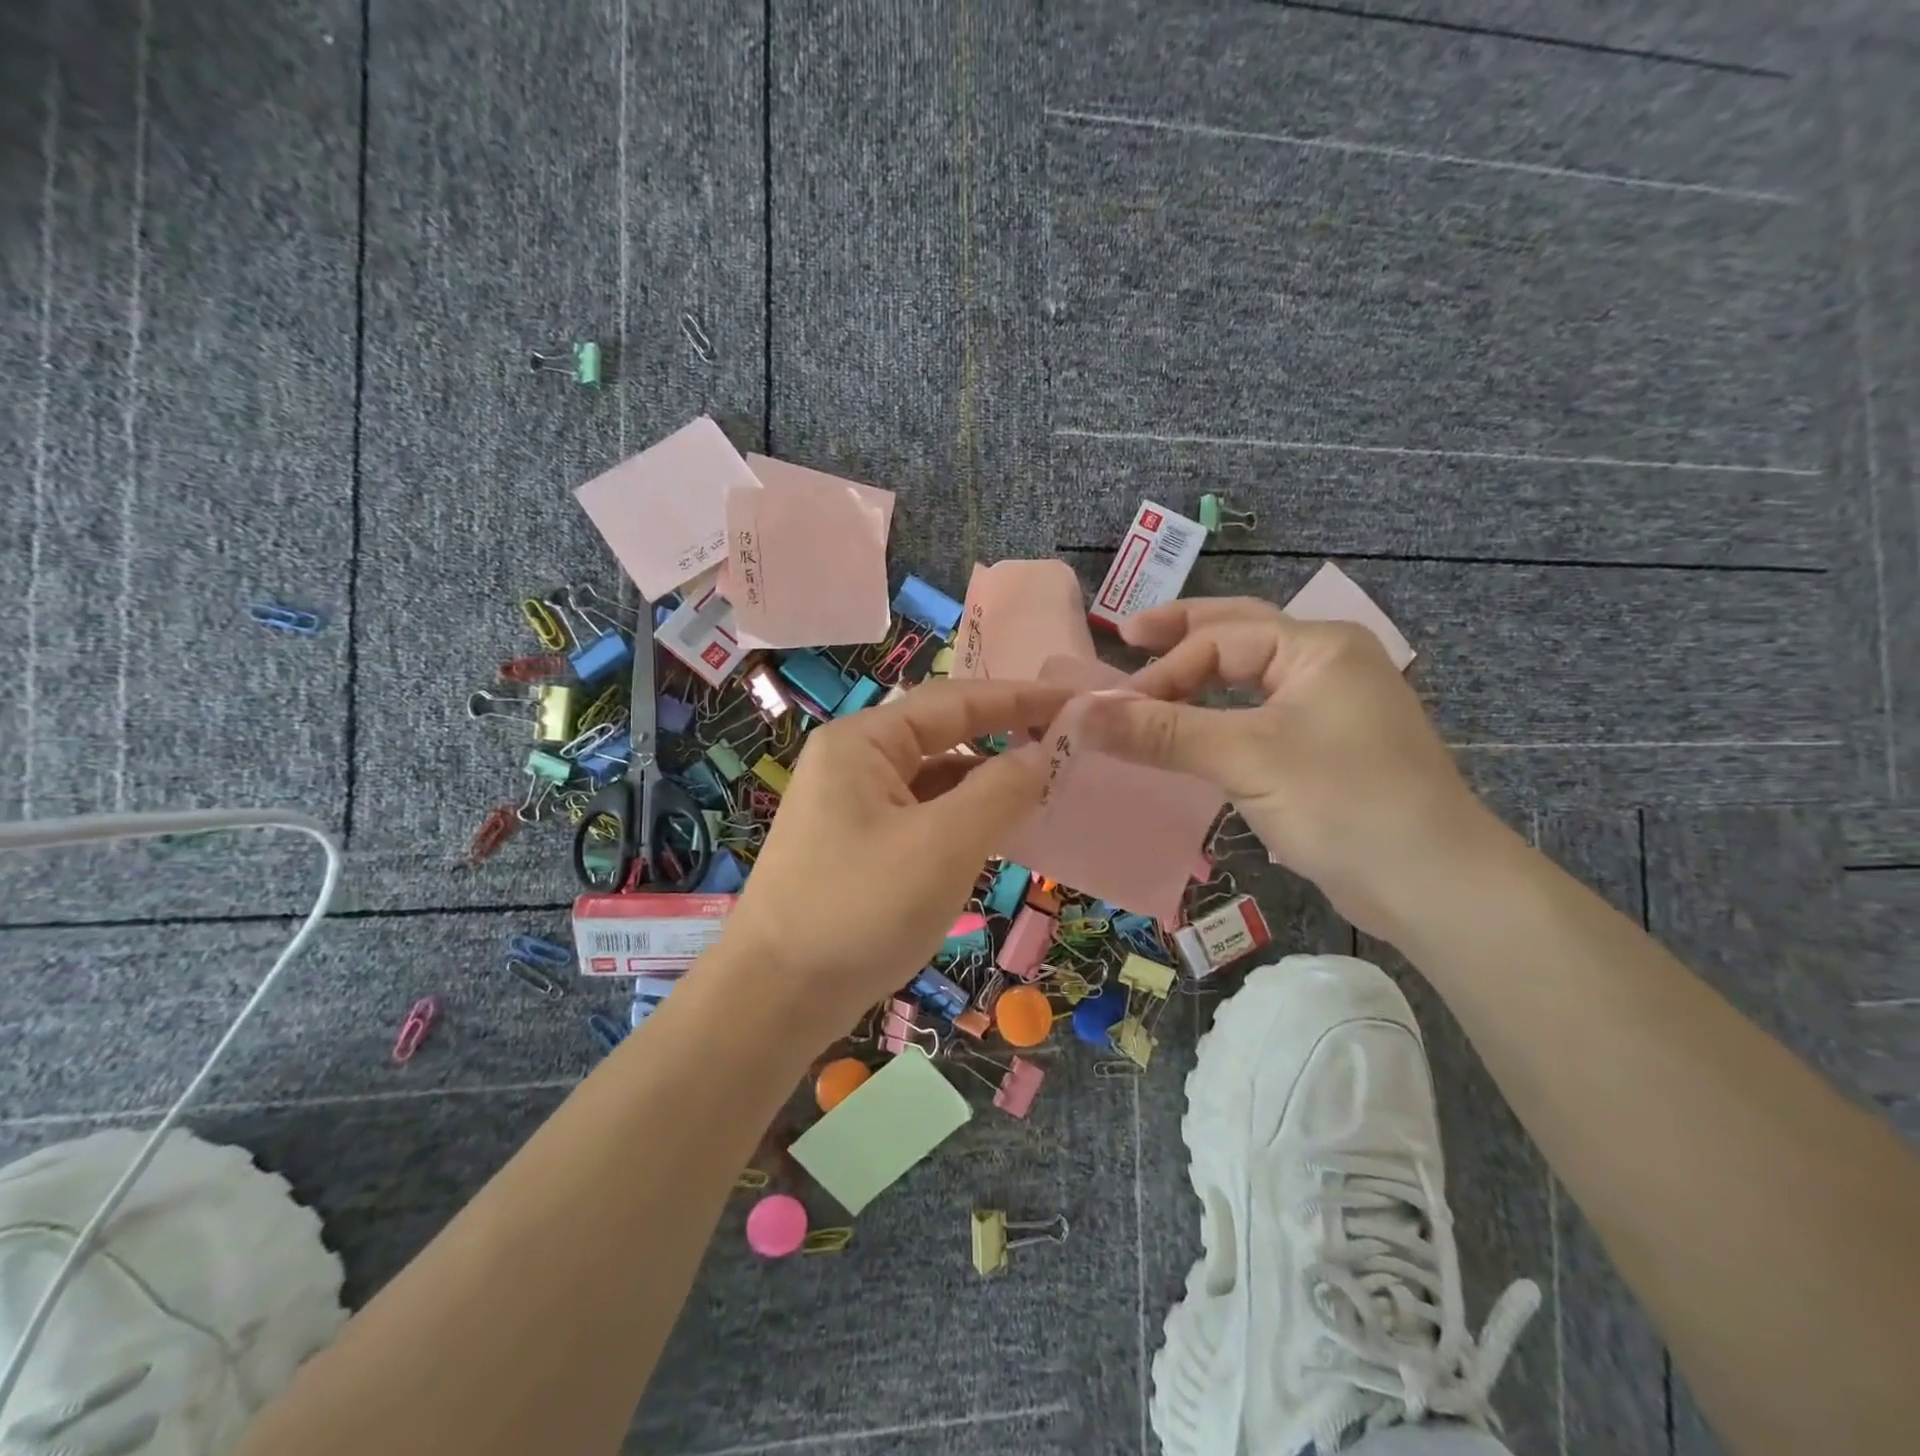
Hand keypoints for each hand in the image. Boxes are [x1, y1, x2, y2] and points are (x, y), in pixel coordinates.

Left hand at [710, 678, 1071, 1046]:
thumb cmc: (860, 910)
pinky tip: (998, 831)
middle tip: (1068, 741)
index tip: (1075, 700)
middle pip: (942, 735)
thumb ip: (999, 791)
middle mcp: (853, 763)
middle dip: (1004, 736)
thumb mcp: (942, 846)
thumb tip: (1040, 756)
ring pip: (933, 780)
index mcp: (863, 743)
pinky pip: (922, 816)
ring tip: (1046, 786)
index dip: (1018, 698)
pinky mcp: (858, 847)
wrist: (775, 999)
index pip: (953, 701)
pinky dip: (962, 818)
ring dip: (985, 782)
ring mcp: (852, 807)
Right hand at [1079, 597, 1492, 936]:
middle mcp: (1327, 663)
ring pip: (1250, 676)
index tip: (1116, 711)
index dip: (1163, 671)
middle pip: (1239, 633)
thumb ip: (1161, 733)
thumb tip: (1079, 715)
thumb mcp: (1245, 758)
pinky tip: (1196, 725)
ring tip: (1154, 676)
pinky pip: (1259, 714)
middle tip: (1127, 633)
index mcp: (1318, 646)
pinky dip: (1221, 712)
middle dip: (1182, 633)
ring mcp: (1331, 706)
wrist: (1432, 883)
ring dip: (1201, 675)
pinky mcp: (1326, 747)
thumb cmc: (1342, 802)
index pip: (1219, 641)